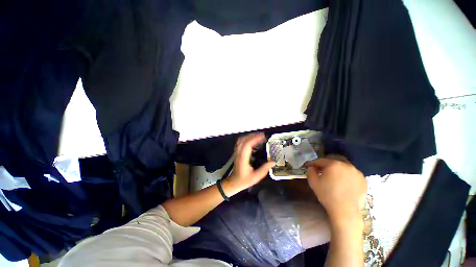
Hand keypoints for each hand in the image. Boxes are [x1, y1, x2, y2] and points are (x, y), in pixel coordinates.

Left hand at [223, 133, 274, 195]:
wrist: (233, 182)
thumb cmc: (244, 180)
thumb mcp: (256, 177)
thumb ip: (264, 169)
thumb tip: (273, 162)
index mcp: (243, 158)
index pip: (247, 145)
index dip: (255, 139)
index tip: (263, 137)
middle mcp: (239, 153)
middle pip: (244, 139)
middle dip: (253, 135)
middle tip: (263, 136)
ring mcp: (237, 152)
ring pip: (241, 139)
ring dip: (250, 136)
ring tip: (259, 136)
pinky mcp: (237, 152)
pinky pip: (241, 142)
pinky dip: (247, 138)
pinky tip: (253, 140)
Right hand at [305, 158, 366, 223]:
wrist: (345, 211)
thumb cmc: (327, 195)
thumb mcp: (313, 182)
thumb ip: (310, 171)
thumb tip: (312, 167)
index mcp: (333, 164)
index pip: (320, 160)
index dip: (313, 163)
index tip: (308, 165)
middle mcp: (346, 165)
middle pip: (332, 161)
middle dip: (325, 164)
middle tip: (320, 170)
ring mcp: (356, 172)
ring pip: (343, 166)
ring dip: (336, 169)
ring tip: (332, 176)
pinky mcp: (363, 179)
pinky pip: (351, 173)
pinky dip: (345, 174)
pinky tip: (342, 181)